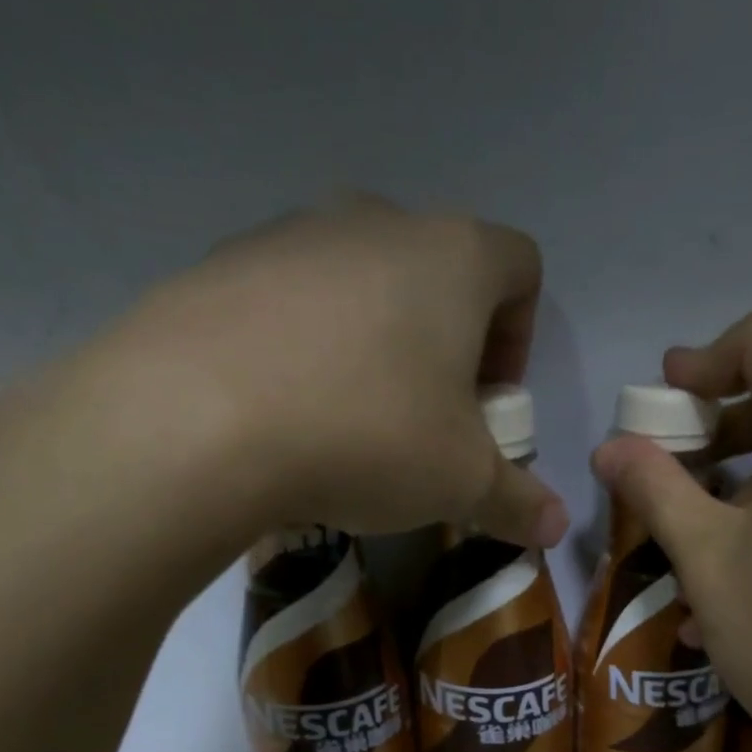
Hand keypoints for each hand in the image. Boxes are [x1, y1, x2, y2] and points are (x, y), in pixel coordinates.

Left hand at [0, 197, 567, 589]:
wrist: (195, 421)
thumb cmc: (367, 436)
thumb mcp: (460, 483)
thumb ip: (519, 501)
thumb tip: (556, 528)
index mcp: (451, 257)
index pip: (520, 266)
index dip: (521, 336)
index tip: (493, 402)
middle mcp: (375, 222)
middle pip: (439, 272)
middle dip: (449, 347)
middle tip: (429, 421)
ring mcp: (290, 235)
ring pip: (361, 284)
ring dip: (376, 346)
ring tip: (351, 423)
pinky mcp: (221, 265)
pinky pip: (290, 302)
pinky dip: (306, 348)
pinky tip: (286, 411)